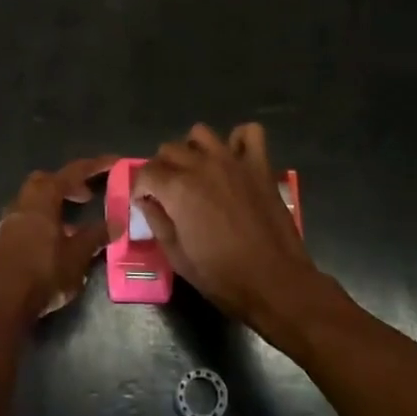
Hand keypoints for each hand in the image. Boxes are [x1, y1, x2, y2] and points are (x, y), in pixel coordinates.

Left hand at [0, 155, 118, 324]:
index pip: (73, 172)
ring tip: (76, 223)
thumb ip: (96, 236)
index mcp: (43, 197)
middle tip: (88, 196)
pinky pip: (29, 218)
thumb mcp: (77, 256)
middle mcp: (24, 201)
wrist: (1, 304)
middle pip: (48, 181)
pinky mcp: (4, 238)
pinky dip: (46, 220)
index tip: (115, 162)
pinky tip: (58, 242)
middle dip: (69, 183)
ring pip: (36, 200)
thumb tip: (117, 222)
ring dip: (56, 204)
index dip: (96, 166)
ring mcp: (10, 220)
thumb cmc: (43, 273)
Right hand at [132, 124, 320, 327]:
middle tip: (168, 191)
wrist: (275, 282)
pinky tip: (234, 158)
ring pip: (201, 133)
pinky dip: (239, 140)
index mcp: (178, 188)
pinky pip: (249, 133)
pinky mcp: (259, 165)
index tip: (145, 202)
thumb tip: (147, 201)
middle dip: (162, 168)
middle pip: (170, 149)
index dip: (140, 187)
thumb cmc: (223, 276)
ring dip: (193, 149)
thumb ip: (157, 222)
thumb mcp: (177, 257)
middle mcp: (202, 165)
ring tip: (197, 171)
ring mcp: (233, 161)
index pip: (146, 172)